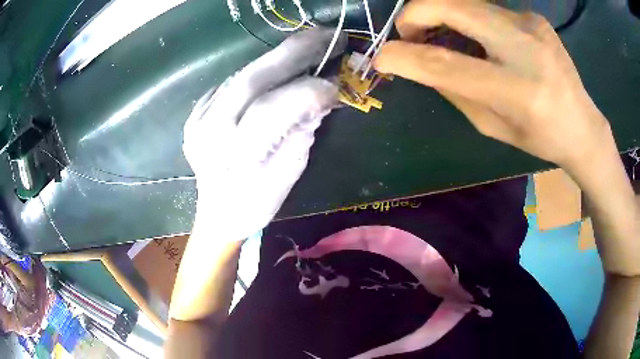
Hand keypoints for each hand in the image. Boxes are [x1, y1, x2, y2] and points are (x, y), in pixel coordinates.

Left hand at [183, 28, 345, 240]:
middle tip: (327, 36)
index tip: (337, 85)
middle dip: (294, 53)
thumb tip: (321, 96)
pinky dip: (257, 73)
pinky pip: (229, 84)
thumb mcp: (288, 175)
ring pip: (240, 75)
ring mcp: (198, 120)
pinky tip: (276, 71)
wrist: (216, 215)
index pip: (273, 110)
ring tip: (307, 47)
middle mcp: (210, 132)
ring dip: (277, 59)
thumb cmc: (255, 205)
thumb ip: (303, 131)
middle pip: (252, 80)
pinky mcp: (195, 114)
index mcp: (235, 157)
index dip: (309, 91)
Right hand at [374, 0, 611, 170]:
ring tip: (442, 38)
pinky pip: (486, 9)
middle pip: (451, 6)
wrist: (583, 125)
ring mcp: (530, 24)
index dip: (405, 56)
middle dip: (416, 14)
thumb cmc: (540, 137)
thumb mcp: (493, 126)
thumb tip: (419, 64)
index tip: (382, 58)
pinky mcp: (533, 16)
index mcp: (517, 90)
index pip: (447, 64)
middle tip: (410, 35)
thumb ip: (455, 91)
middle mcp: (525, 47)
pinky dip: (469, 20)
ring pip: (465, 2)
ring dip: (442, 16)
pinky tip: (481, 40)